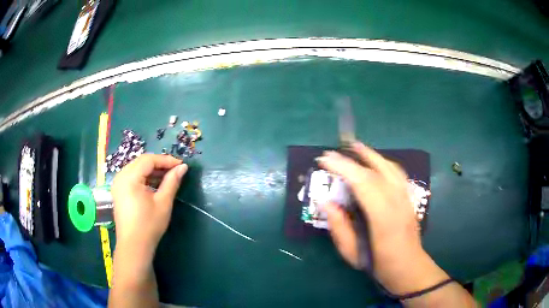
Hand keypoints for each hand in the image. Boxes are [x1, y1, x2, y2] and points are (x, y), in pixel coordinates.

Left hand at [112, 154, 187, 252]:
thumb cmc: (149, 225)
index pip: (148, 160)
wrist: (134, 246)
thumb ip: (172, 182)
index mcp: (129, 177)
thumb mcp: (163, 202)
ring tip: (167, 177)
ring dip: (152, 171)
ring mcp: (118, 184)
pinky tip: (154, 184)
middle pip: (141, 162)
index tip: (181, 165)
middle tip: (175, 170)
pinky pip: (132, 177)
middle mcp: (120, 176)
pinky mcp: (118, 191)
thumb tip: (183, 167)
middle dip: (159, 164)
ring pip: (136, 169)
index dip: (166, 160)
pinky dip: (144, 177)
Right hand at [317, 143, 430, 290]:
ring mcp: (406, 198)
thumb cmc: (379, 264)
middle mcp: (398, 202)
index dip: (343, 168)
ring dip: (371, 154)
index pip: (363, 183)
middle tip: (332, 153)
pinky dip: (384, 162)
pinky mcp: (410, 198)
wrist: (409, 267)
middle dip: (352, 159)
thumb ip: (339, 228)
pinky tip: (375, 161)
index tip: (324, 160)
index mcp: (383, 218)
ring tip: (354, 146)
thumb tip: (326, 203)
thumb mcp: (352, 254)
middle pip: (375, 171)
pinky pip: (397, 173)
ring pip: (390, 168)